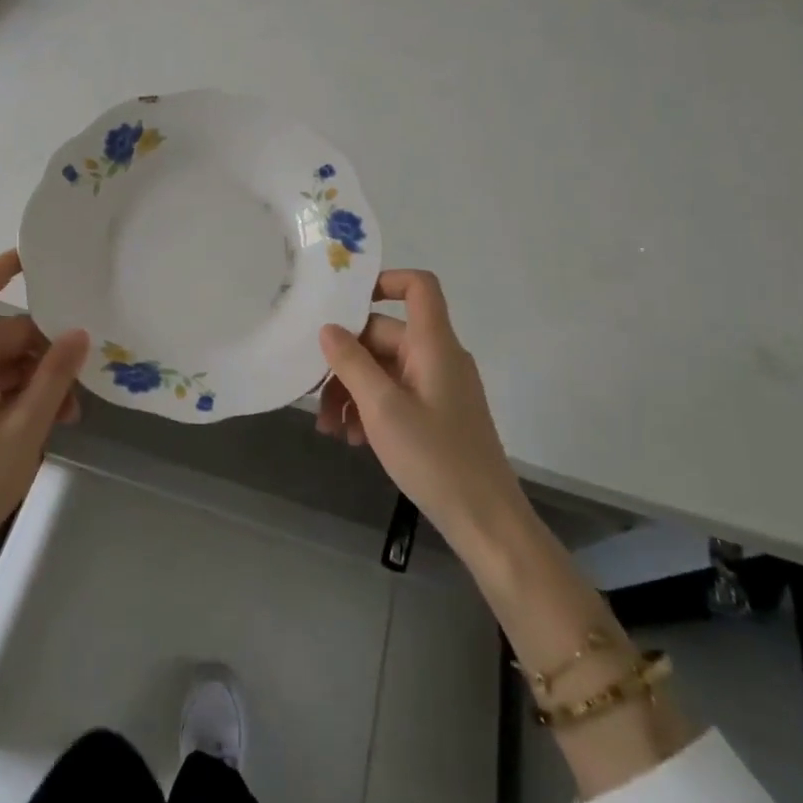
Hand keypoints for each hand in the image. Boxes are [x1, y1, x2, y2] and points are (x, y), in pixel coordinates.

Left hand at [0, 250, 89, 579]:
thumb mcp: (26, 427)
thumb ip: (54, 376)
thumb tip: (78, 334)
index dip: (5, 267)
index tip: (37, 258)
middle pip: (4, 337)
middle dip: (45, 353)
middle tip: (80, 387)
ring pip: (1, 367)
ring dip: (36, 382)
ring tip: (67, 418)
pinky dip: (18, 399)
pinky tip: (42, 428)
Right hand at [316, 269, 525, 561]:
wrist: (486, 521)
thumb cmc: (435, 457)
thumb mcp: (382, 408)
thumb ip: (351, 363)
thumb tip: (328, 328)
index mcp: (434, 345)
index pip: (419, 287)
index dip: (385, 281)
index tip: (344, 303)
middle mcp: (438, 357)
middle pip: (385, 336)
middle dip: (346, 362)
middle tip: (316, 396)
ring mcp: (439, 386)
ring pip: (385, 369)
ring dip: (353, 390)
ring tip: (330, 428)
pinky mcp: (437, 413)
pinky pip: (396, 393)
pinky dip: (371, 408)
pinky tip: (352, 439)